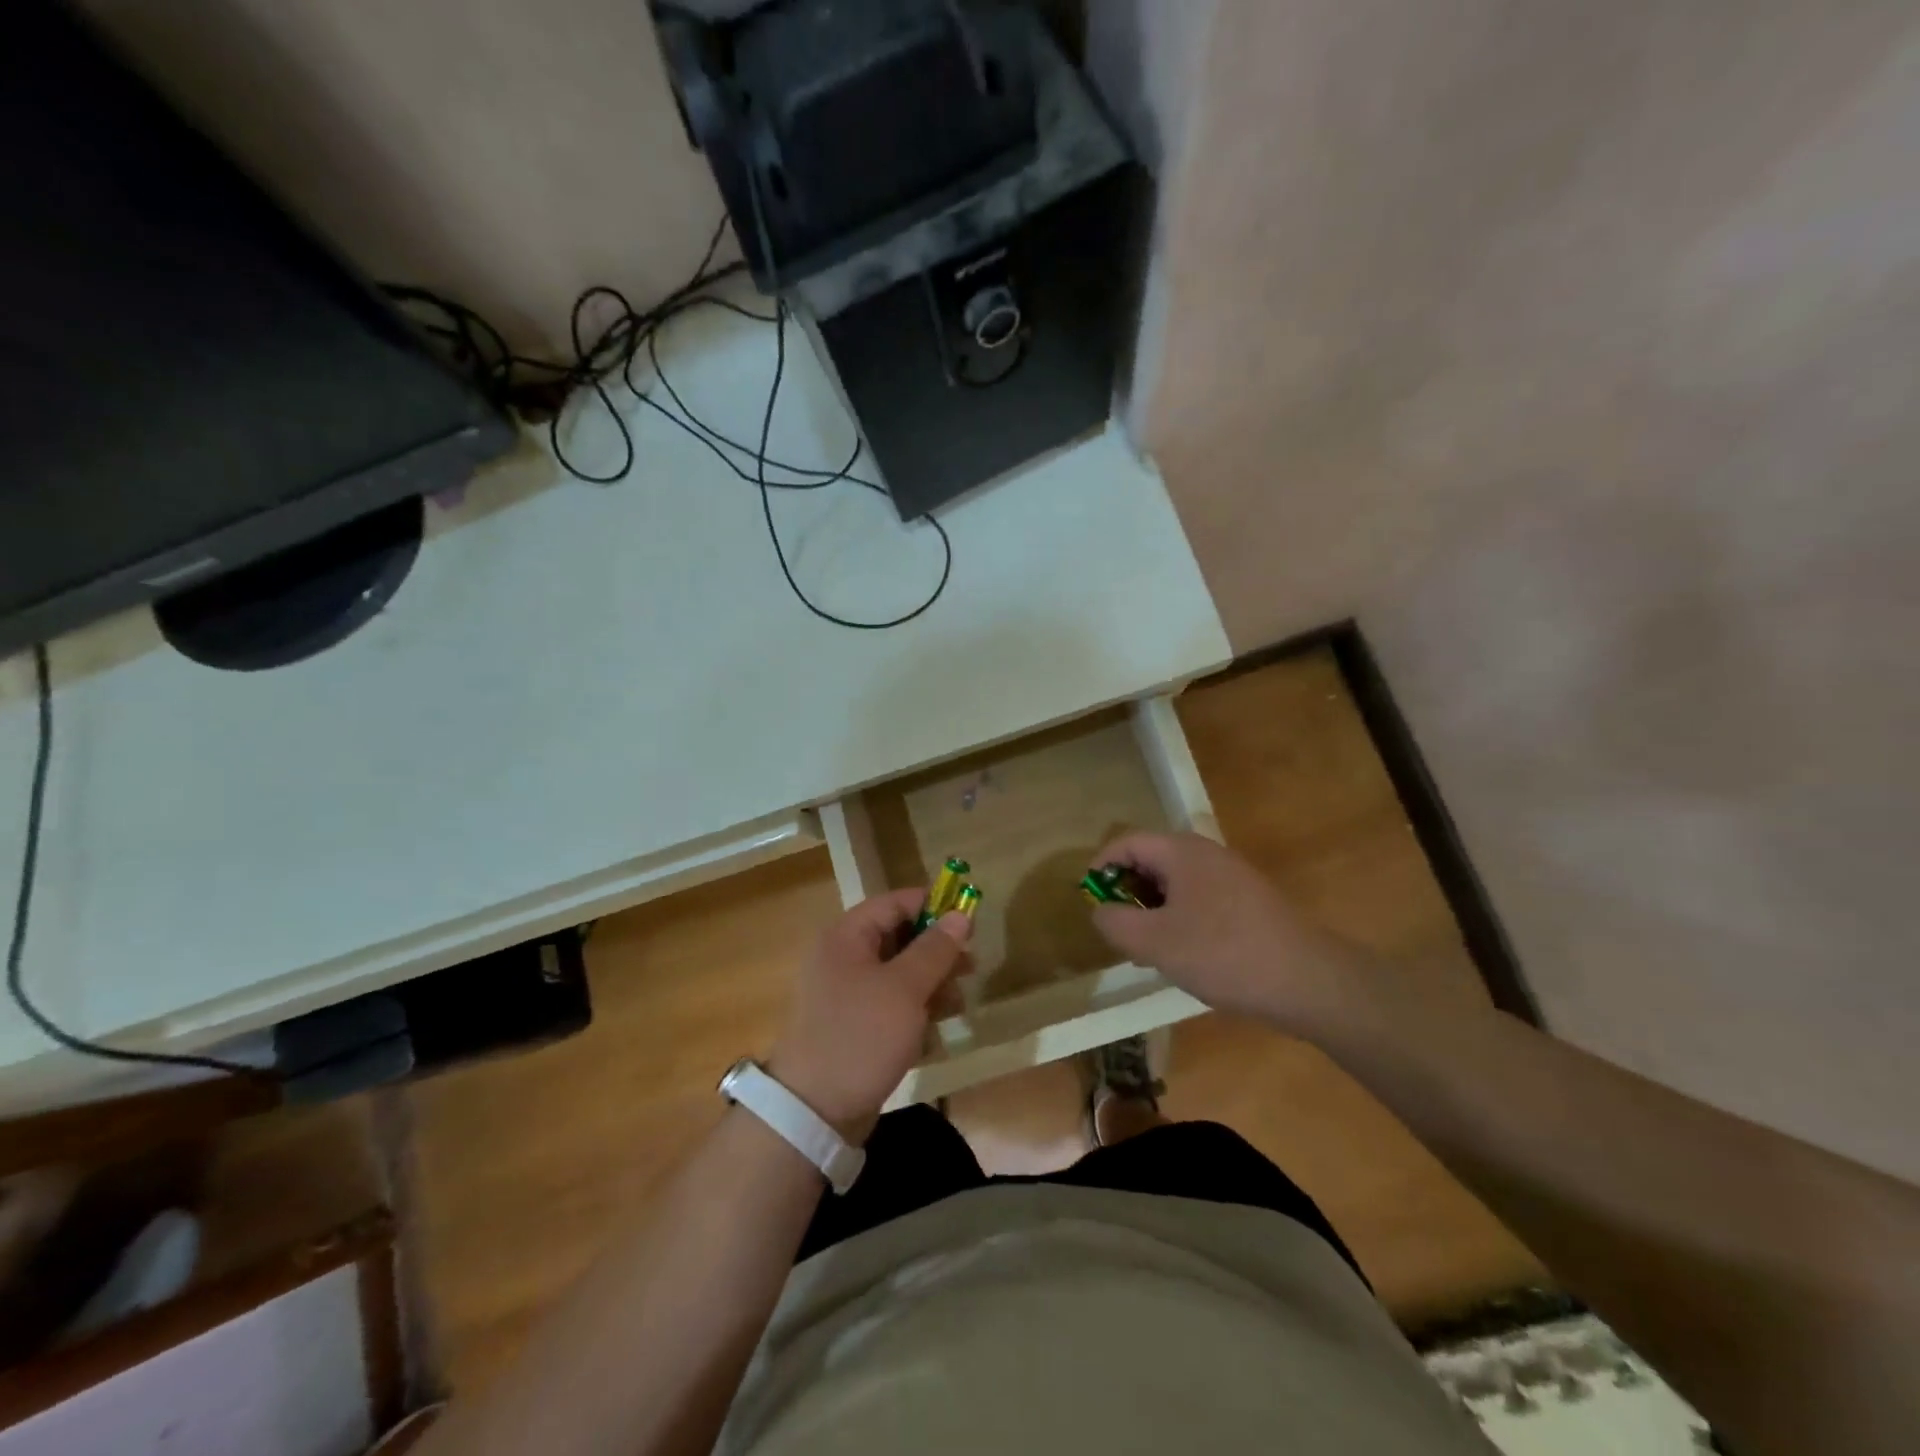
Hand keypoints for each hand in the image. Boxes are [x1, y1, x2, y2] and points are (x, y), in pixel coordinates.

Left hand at [769, 890, 971, 1143]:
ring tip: (958, 1003)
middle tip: (971, 967)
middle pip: (897, 938)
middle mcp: (841, 958)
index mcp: (845, 937)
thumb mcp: (905, 989)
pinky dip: (913, 1011)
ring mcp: (844, 994)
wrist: (813, 1112)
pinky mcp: (851, 1026)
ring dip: (930, 984)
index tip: (968, 920)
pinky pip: (889, 1005)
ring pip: (897, 974)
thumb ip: (935, 949)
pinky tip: (936, 1029)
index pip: (894, 903)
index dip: (932, 906)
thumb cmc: (861, 1036)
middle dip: (936, 951)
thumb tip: (959, 915)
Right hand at [1087, 832, 1378, 1035]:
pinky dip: (1178, 919)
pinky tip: (1183, 956)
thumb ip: (1115, 923)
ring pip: (1174, 884)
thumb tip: (1100, 911)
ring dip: (1152, 911)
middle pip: (1149, 861)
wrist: (1308, 981)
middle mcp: (1205, 853)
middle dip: (1126, 893)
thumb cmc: (1223, 953)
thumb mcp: (1155, 942)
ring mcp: (1230, 876)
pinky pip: (1198, 899)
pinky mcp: (1247, 901)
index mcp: (1181, 851)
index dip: (1099, 868)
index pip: (1125, 842)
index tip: (1089, 902)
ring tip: (1147, 951)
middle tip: (1118, 932)